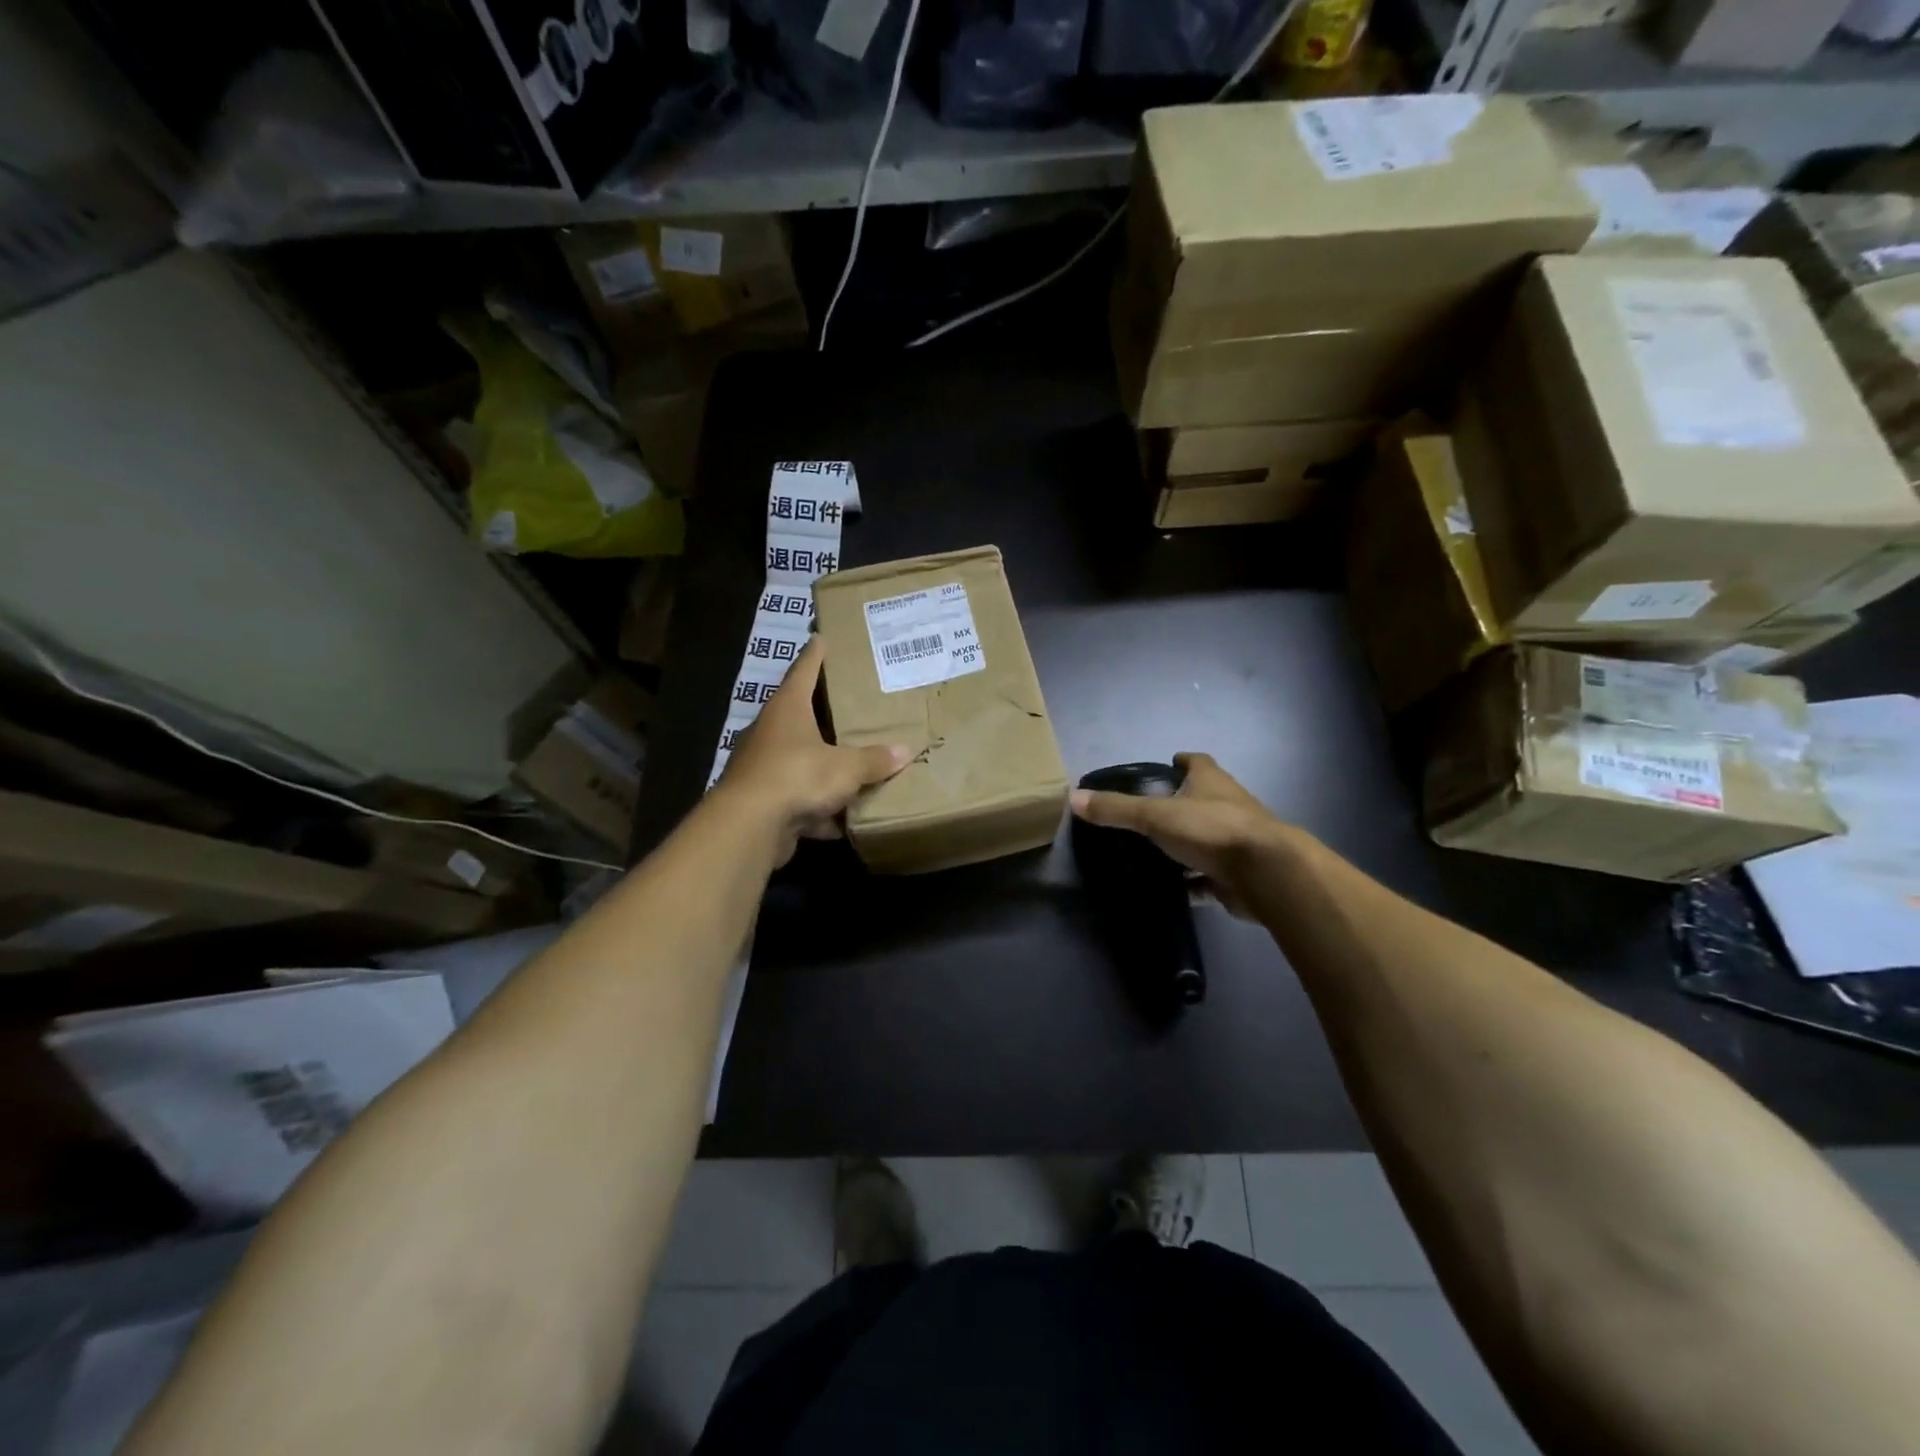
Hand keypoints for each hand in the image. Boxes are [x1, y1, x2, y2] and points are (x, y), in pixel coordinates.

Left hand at [717, 638, 909, 864]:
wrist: (750, 826)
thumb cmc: (798, 776)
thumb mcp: (846, 767)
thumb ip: (874, 760)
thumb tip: (903, 751)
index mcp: (788, 709)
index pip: (804, 670)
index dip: (816, 655)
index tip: (822, 638)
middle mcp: (772, 731)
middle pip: (800, 714)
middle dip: (823, 712)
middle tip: (851, 704)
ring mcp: (764, 766)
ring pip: (799, 759)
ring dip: (822, 765)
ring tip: (853, 764)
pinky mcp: (764, 800)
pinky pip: (798, 798)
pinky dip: (818, 808)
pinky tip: (842, 820)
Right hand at [1069, 753, 1287, 918]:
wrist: (1265, 873)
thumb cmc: (1211, 830)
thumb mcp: (1156, 815)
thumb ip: (1116, 809)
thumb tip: (1073, 798)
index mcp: (1211, 782)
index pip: (1197, 762)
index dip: (1182, 762)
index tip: (1166, 765)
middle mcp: (1227, 806)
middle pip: (1202, 799)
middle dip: (1180, 805)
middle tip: (1148, 814)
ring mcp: (1236, 841)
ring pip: (1206, 839)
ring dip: (1186, 845)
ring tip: (1153, 852)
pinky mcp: (1237, 874)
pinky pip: (1208, 877)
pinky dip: (1193, 881)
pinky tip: (1173, 889)